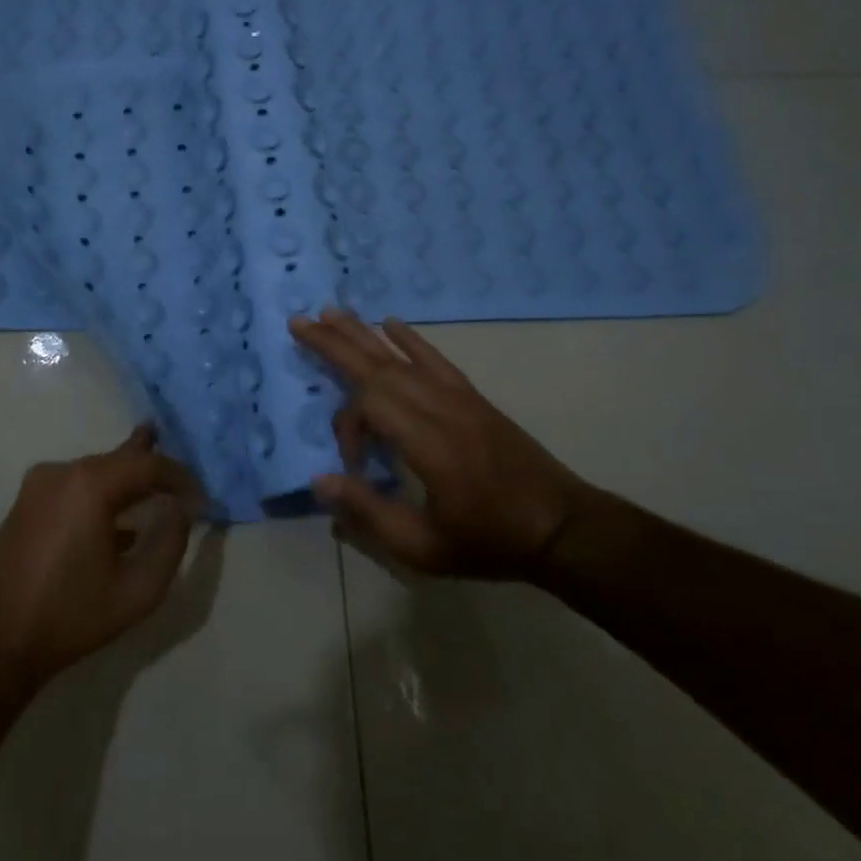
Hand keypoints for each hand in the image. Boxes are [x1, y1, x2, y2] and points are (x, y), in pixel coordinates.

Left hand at [0, 426, 204, 691]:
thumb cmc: (69, 616)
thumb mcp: (137, 590)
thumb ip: (169, 544)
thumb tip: (181, 511)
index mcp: (90, 484)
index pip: (148, 465)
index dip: (180, 477)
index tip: (201, 499)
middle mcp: (63, 472)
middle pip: (118, 459)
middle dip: (150, 461)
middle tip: (175, 451)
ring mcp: (38, 486)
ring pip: (95, 471)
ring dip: (125, 478)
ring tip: (151, 477)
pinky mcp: (25, 505)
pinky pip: (75, 487)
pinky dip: (101, 493)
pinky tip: (116, 515)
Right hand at [289, 309, 600, 579]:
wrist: (561, 527)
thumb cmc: (490, 541)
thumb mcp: (424, 548)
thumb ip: (369, 513)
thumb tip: (320, 481)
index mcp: (429, 443)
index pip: (370, 405)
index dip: (348, 427)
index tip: (354, 467)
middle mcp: (440, 408)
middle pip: (378, 366)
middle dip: (335, 343)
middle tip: (299, 321)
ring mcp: (459, 397)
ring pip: (401, 356)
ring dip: (363, 333)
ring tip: (331, 312)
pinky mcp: (472, 397)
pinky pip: (434, 359)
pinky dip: (410, 339)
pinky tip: (391, 322)